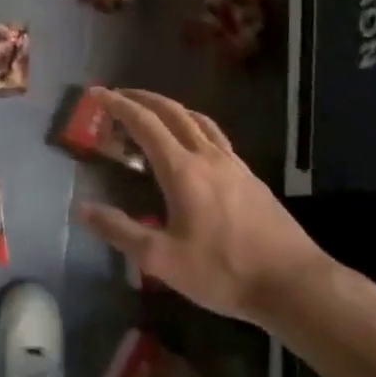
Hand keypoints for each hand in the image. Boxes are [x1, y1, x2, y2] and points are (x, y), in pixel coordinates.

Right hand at [76, 88, 331, 323]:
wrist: (293, 283)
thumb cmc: (223, 272)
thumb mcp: (162, 260)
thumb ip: (121, 231)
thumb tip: (82, 209)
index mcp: (183, 170)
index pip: (144, 124)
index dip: (118, 105)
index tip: (97, 93)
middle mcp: (208, 157)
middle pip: (173, 112)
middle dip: (143, 98)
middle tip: (120, 95)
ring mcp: (234, 165)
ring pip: (198, 121)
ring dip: (171, 109)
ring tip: (154, 112)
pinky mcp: (250, 178)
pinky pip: (216, 137)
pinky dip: (194, 127)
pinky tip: (194, 146)